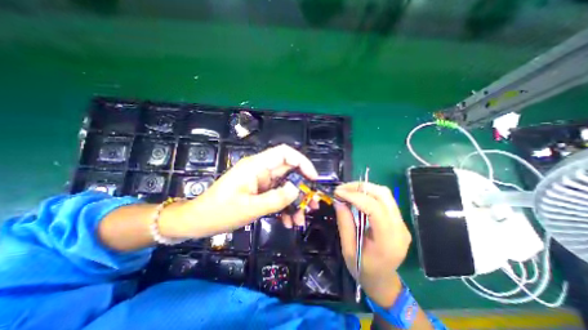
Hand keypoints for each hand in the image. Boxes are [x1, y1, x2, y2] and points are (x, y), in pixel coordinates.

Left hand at [158, 145, 319, 239]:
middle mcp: (261, 171)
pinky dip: (285, 207)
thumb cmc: (219, 212)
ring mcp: (261, 182)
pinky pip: (277, 196)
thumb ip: (275, 199)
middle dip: (303, 187)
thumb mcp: (249, 208)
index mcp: (256, 166)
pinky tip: (288, 222)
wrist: (198, 222)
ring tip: (301, 219)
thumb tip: (297, 189)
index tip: (313, 178)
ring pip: (285, 186)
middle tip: (313, 204)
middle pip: (288, 171)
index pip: (284, 153)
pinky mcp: (260, 192)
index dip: (302, 162)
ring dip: (295, 201)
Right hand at [333, 182, 409, 307]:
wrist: (383, 281)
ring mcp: (402, 223)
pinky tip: (356, 196)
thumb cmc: (363, 269)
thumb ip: (344, 224)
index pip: (375, 209)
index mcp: (388, 241)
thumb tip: (338, 201)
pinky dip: (369, 193)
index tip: (338, 192)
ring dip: (364, 188)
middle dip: (360, 187)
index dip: (355, 197)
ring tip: (347, 190)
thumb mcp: (348, 250)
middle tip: (341, 189)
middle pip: (384, 195)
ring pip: (385, 194)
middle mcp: (400, 229)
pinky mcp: (399, 220)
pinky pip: (385, 199)